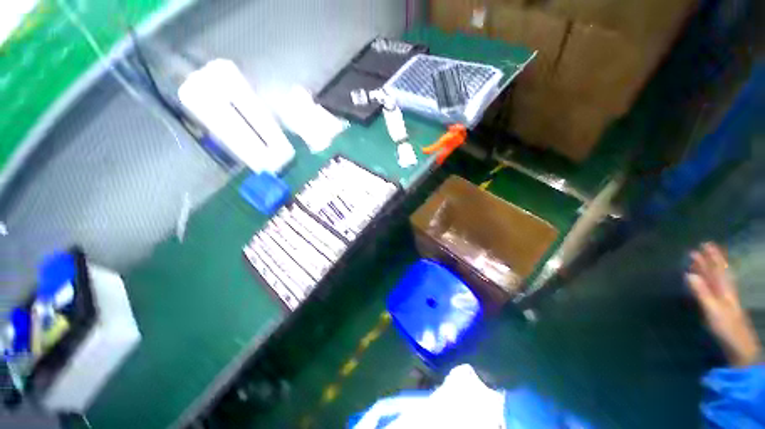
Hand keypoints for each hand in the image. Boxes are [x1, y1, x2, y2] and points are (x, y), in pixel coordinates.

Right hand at [686, 242, 761, 366]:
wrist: (739, 346)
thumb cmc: (726, 327)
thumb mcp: (713, 311)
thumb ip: (702, 293)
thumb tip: (689, 274)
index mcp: (724, 289)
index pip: (717, 269)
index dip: (711, 257)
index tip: (704, 244)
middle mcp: (725, 290)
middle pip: (718, 271)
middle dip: (710, 259)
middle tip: (703, 246)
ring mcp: (724, 299)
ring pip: (717, 278)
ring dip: (710, 268)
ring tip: (702, 259)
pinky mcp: (721, 306)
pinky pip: (715, 287)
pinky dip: (710, 279)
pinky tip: (706, 279)